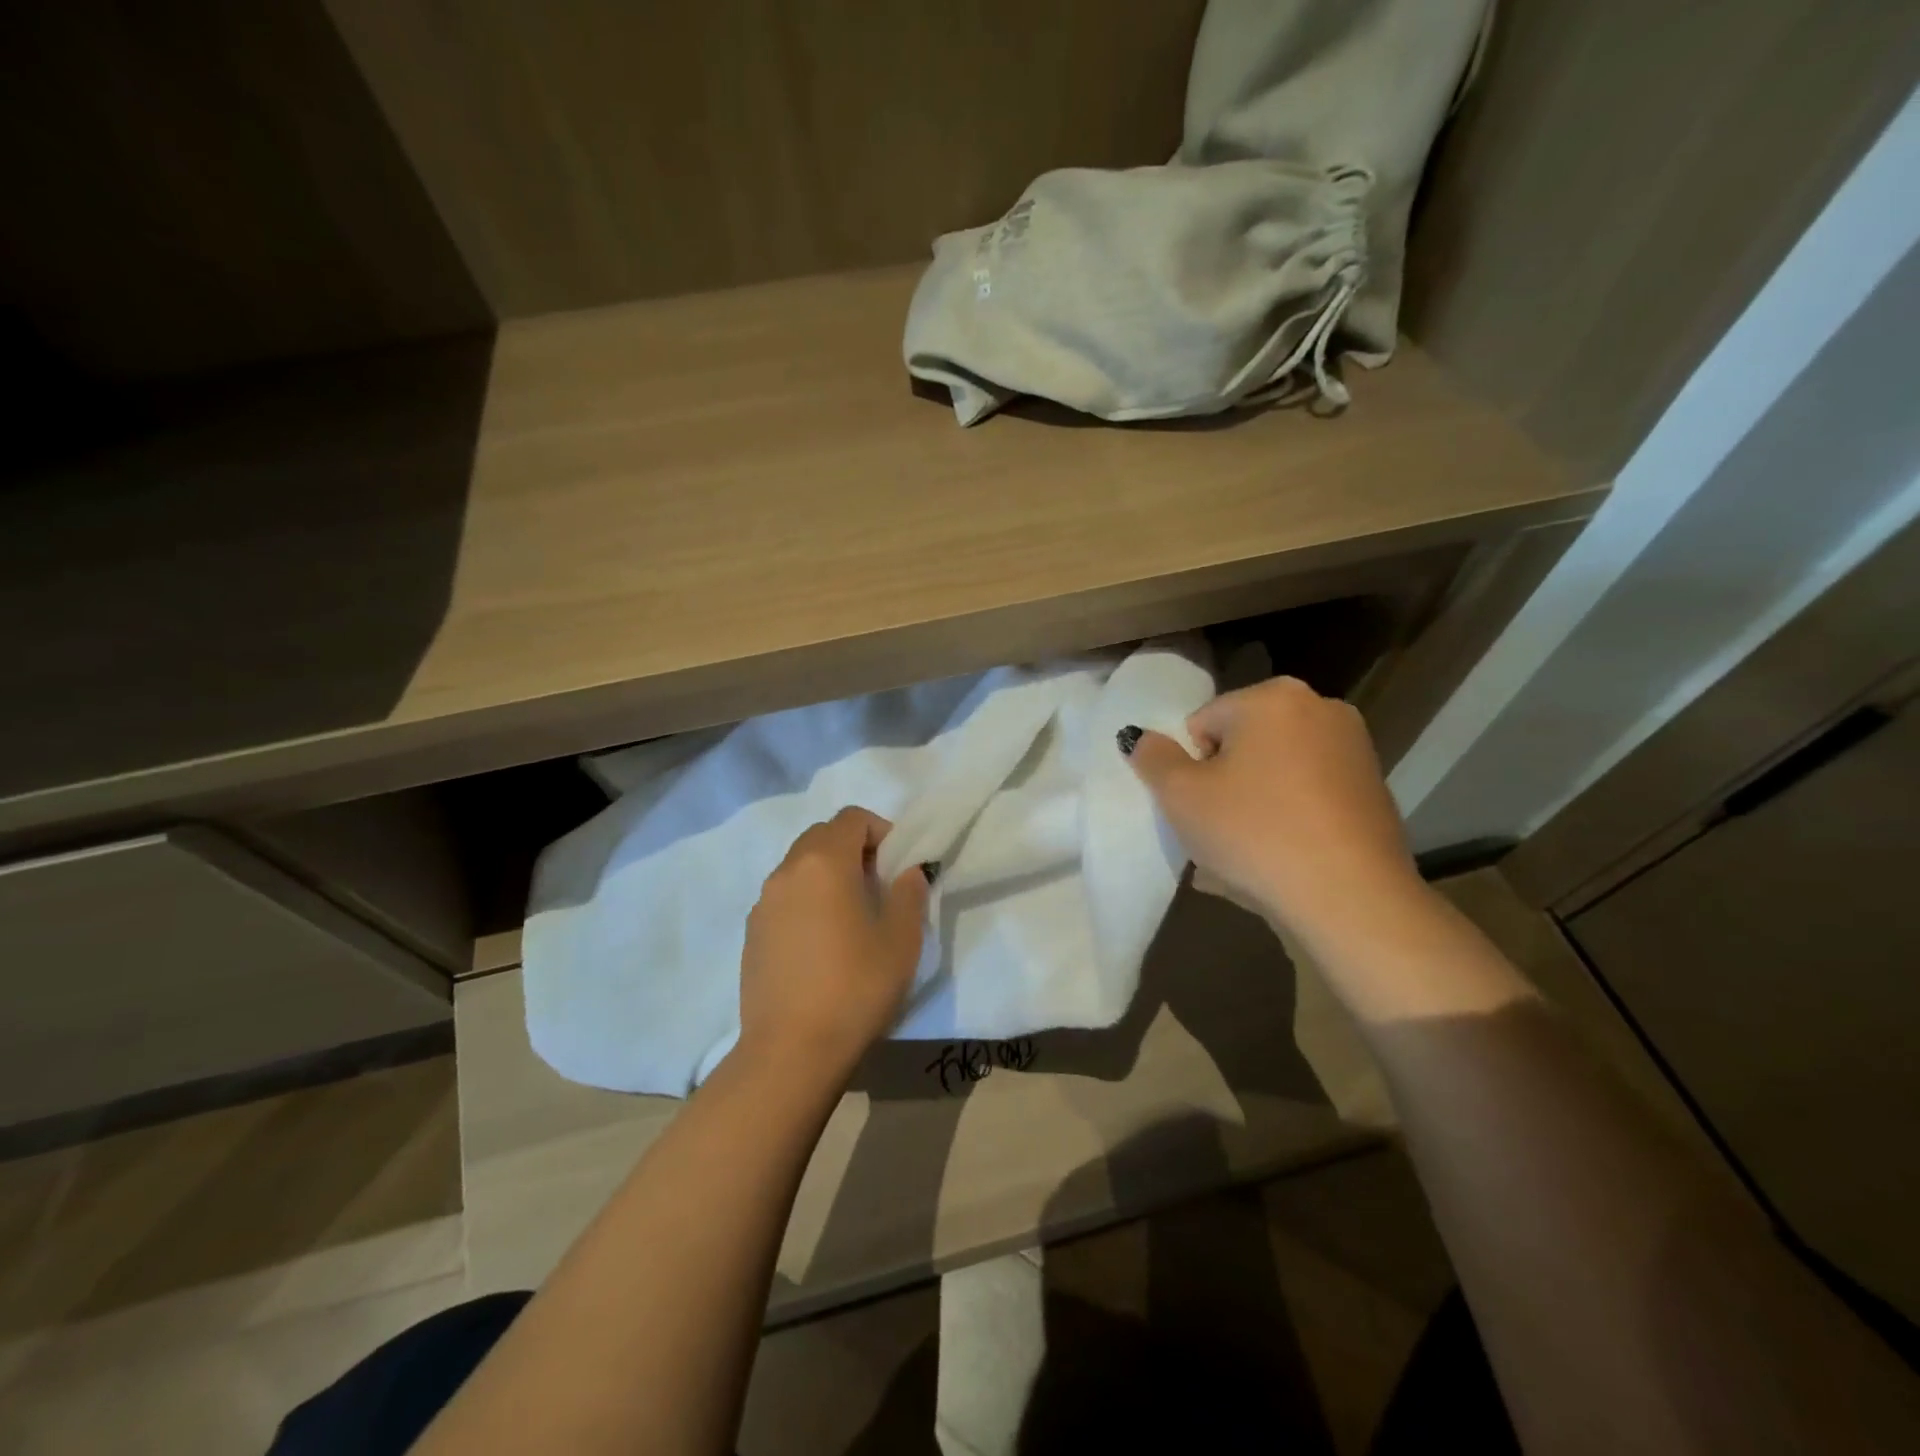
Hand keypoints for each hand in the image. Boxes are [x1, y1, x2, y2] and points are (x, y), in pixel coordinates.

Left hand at [737, 807, 929, 1080]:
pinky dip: (806, 900)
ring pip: (799, 866)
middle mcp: (787, 871)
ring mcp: (763, 902)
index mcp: (824, 862)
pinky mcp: (752, 932)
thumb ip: (908, 893)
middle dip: (852, 848)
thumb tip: (906, 872)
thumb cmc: (856, 986)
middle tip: (877, 886)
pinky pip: (784, 897)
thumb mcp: (901, 939)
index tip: (897, 865)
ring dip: (827, 874)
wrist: (791, 1050)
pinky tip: (821, 943)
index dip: (880, 831)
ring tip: (850, 916)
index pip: (852, 818)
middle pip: (822, 836)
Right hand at [1124, 676, 1422, 947]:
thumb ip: (1153, 757)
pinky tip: (1282, 857)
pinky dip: (1289, 817)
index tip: (1198, 807)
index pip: (1203, 724)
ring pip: (1275, 772)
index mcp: (1273, 697)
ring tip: (1247, 851)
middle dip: (1224, 782)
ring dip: (1254, 801)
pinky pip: (1308, 796)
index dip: (1190, 767)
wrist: (1351, 899)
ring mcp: (1354, 749)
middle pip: (1242, 744)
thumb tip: (1139, 737)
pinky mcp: (1374, 790)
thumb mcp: (1181, 796)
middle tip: (1218, 830)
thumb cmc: (1254, 833)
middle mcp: (1320, 708)